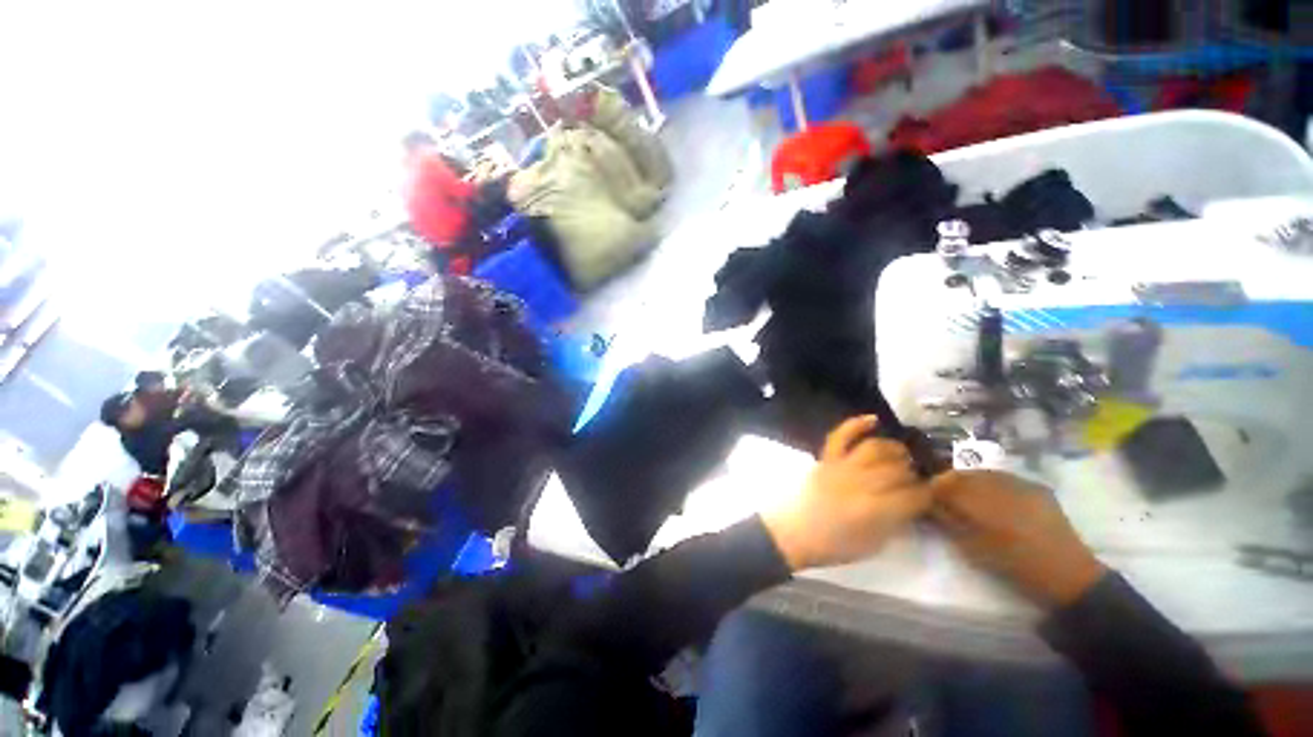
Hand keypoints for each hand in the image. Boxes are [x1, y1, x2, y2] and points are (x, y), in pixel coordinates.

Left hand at [763, 416, 930, 570]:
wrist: (794, 532)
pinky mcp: (825, 458)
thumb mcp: (875, 544)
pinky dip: (856, 424)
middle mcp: (860, 483)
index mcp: (876, 510)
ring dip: (893, 448)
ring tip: (901, 454)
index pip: (914, 495)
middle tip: (914, 479)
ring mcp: (841, 467)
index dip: (926, 495)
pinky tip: (873, 420)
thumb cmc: (835, 544)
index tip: (928, 496)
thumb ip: (896, 521)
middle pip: (897, 470)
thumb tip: (912, 503)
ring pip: (874, 448)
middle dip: (912, 474)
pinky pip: (841, 435)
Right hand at [931, 471, 1105, 607]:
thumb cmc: (1012, 564)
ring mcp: (1021, 483)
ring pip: (984, 474)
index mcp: (980, 501)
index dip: (934, 487)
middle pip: (963, 474)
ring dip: (971, 482)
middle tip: (946, 497)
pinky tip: (996, 499)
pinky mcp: (1036, 487)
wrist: (1066, 574)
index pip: (945, 482)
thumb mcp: (970, 546)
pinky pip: (1005, 478)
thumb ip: (948, 519)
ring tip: (971, 498)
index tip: (928, 496)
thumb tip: (929, 502)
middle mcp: (998, 485)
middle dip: (951, 482)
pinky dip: (994, 485)